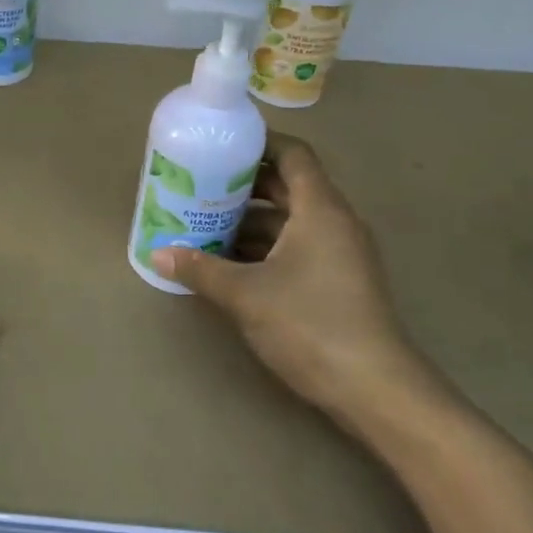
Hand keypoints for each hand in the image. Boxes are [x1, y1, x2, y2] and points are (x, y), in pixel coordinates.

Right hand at [153, 135, 455, 436]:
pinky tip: (228, 264)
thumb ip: (200, 270)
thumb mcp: (246, 295)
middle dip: (242, 186)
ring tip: (202, 225)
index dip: (259, 143)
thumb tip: (158, 254)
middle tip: (198, 186)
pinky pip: (296, 247)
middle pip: (287, 187)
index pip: (293, 154)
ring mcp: (339, 253)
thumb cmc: (310, 325)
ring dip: (248, 222)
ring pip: (289, 221)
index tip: (220, 145)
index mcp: (320, 209)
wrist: (375, 389)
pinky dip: (263, 249)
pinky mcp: (337, 281)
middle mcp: (334, 222)